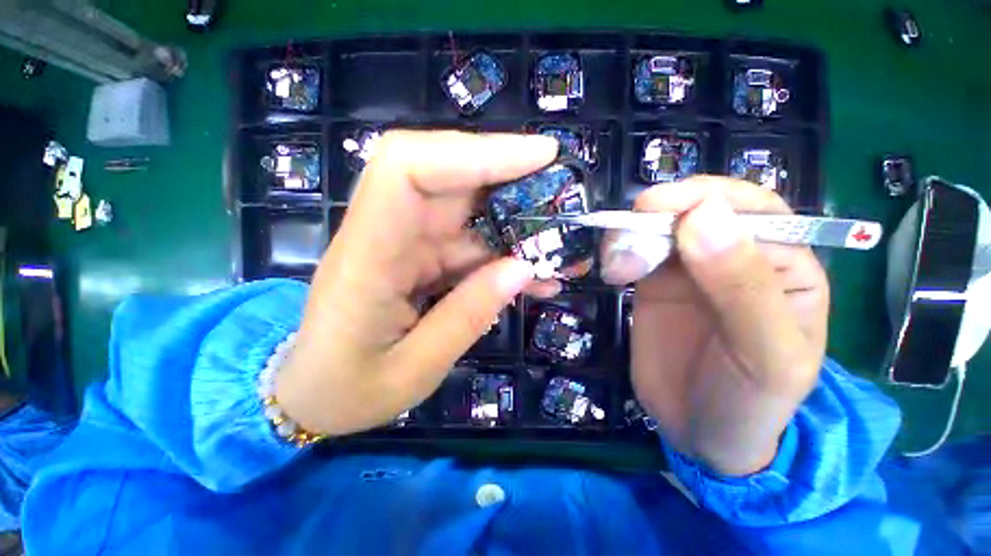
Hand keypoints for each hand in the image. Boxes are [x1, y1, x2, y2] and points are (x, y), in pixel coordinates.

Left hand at [277, 131, 559, 436]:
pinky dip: (503, 254)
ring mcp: (403, 244)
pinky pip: (467, 244)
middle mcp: (384, 235)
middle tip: (560, 193)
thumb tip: (522, 267)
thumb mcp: (413, 369)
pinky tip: (533, 275)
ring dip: (515, 224)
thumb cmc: (348, 391)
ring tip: (558, 249)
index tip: (537, 156)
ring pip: (466, 213)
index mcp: (366, 256)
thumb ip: (467, 316)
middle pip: (445, 177)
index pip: (409, 169)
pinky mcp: (418, 258)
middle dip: (508, 177)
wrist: (312, 394)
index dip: (473, 152)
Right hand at [601, 177, 829, 475]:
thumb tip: (704, 215)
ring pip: (658, 228)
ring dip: (630, 236)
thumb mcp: (764, 354)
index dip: (704, 197)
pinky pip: (635, 251)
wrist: (700, 431)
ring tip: (615, 269)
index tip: (654, 206)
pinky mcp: (654, 282)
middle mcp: (736, 257)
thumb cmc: (749, 401)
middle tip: (623, 241)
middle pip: (696, 210)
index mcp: (784, 265)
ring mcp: (690, 268)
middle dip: (656, 217)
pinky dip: (618, 251)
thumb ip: (742, 285)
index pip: (752, 208)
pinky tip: (613, 273)